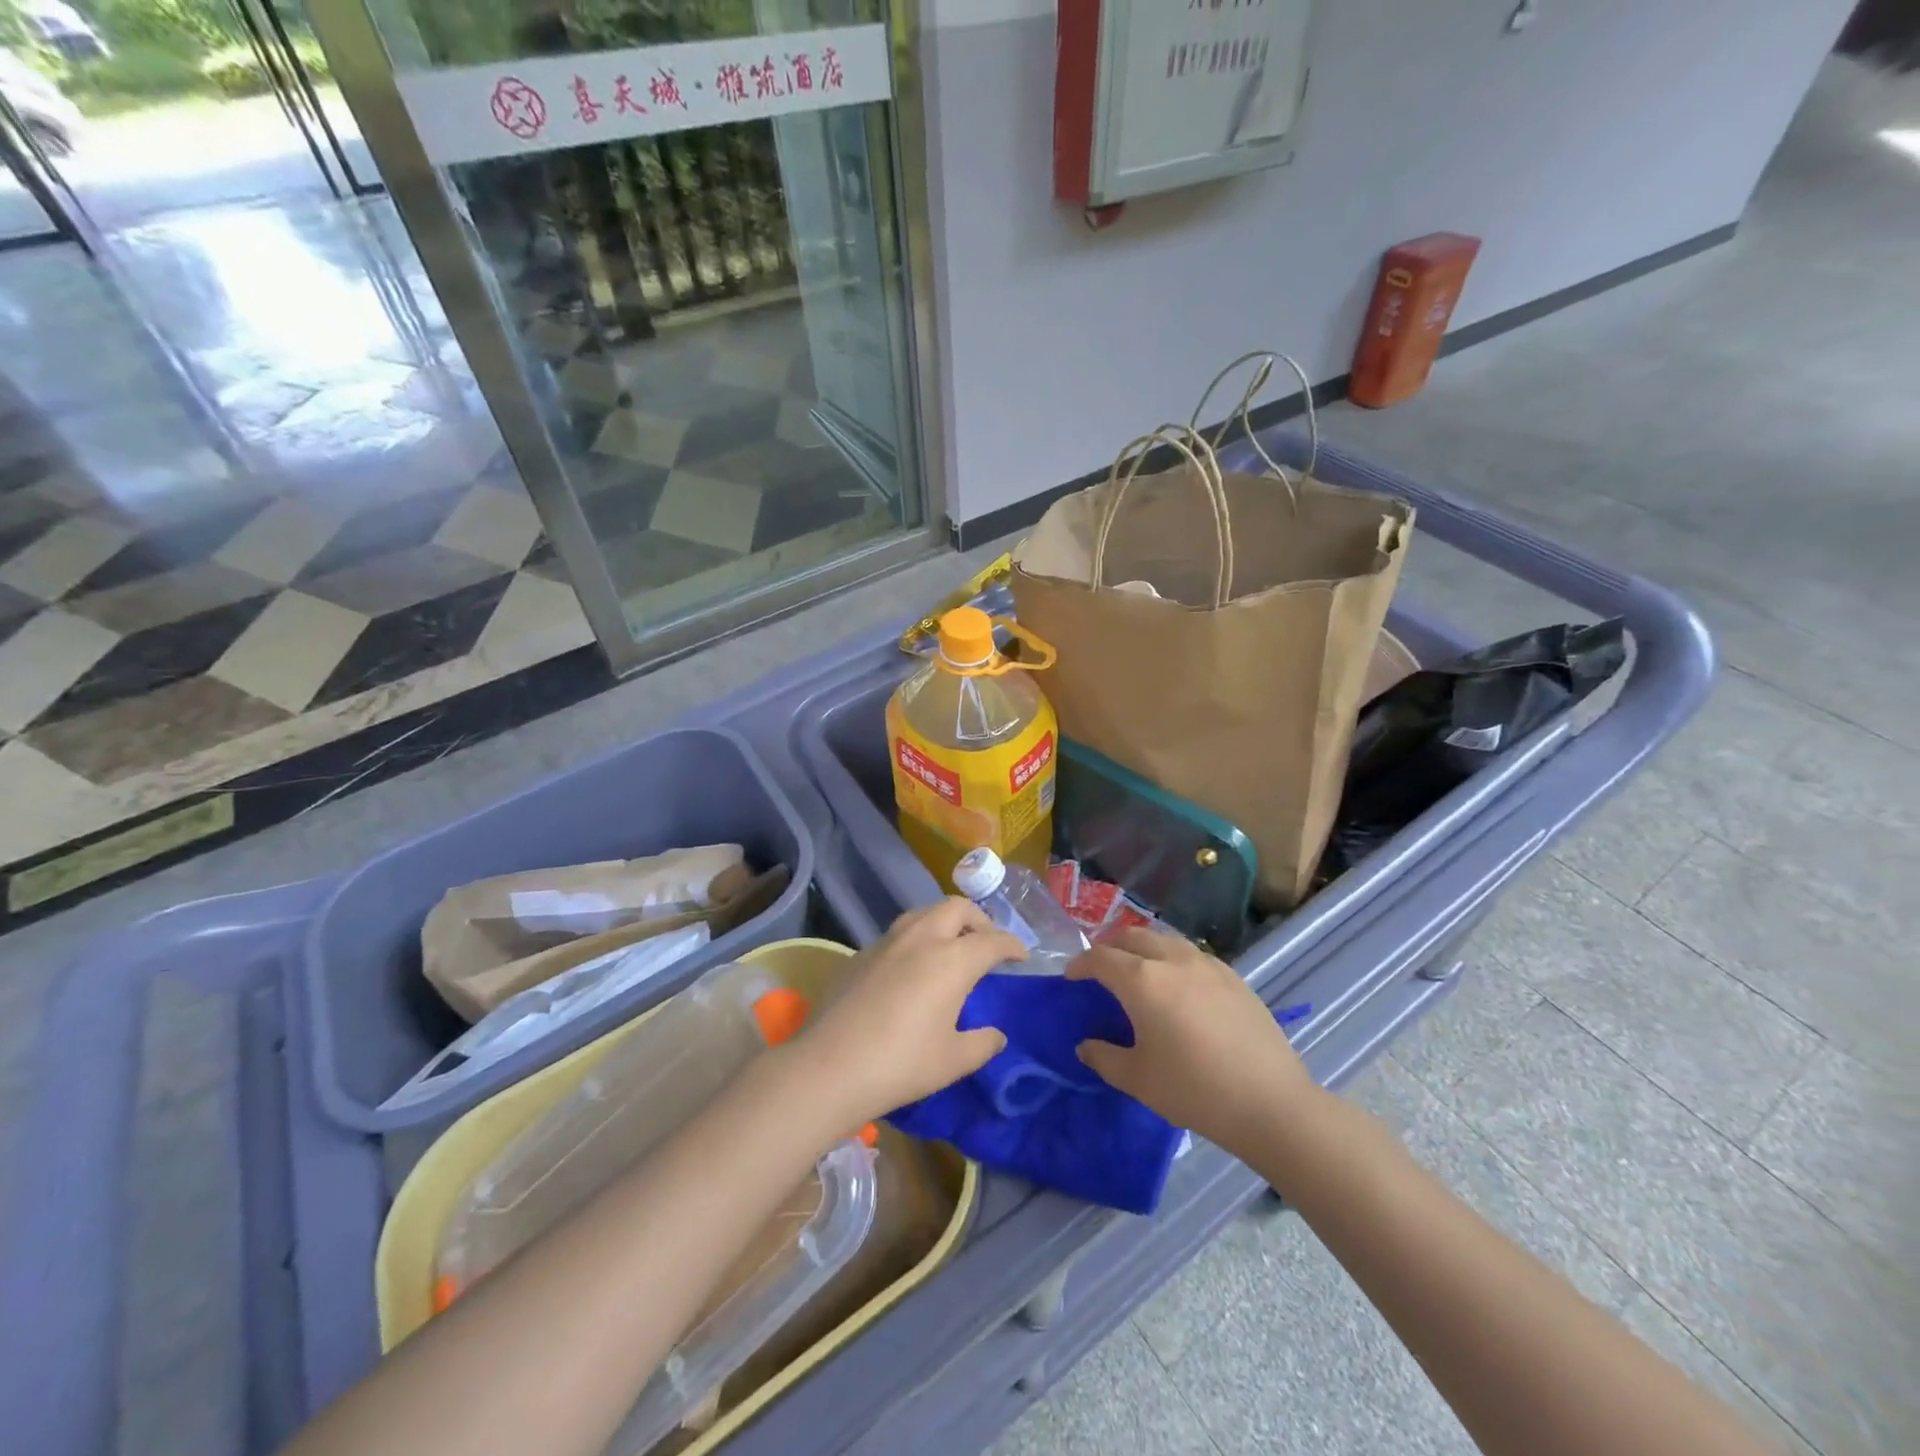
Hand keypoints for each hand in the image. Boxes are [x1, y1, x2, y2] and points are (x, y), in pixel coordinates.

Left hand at [791, 898, 1021, 1126]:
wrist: (828, 1066)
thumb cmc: (900, 1064)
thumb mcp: (952, 1061)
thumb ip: (982, 1044)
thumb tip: (997, 1035)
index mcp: (952, 960)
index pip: (992, 940)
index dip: (1012, 945)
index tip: (1021, 956)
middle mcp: (922, 939)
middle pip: (957, 908)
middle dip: (979, 920)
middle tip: (986, 943)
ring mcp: (887, 942)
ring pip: (923, 913)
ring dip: (944, 922)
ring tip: (950, 947)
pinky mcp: (861, 954)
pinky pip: (898, 934)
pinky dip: (916, 939)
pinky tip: (910, 968)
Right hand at [1067, 929, 1316, 1155]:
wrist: (1270, 1103)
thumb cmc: (1194, 1091)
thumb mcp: (1138, 1080)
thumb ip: (1104, 1057)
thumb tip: (1085, 1046)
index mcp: (1142, 980)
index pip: (1100, 958)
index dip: (1080, 964)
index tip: (1071, 977)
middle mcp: (1171, 960)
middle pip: (1131, 936)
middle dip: (1109, 947)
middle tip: (1101, 969)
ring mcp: (1206, 963)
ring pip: (1164, 939)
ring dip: (1142, 947)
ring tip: (1138, 970)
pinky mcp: (1232, 975)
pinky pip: (1191, 953)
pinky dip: (1172, 957)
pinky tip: (1178, 984)